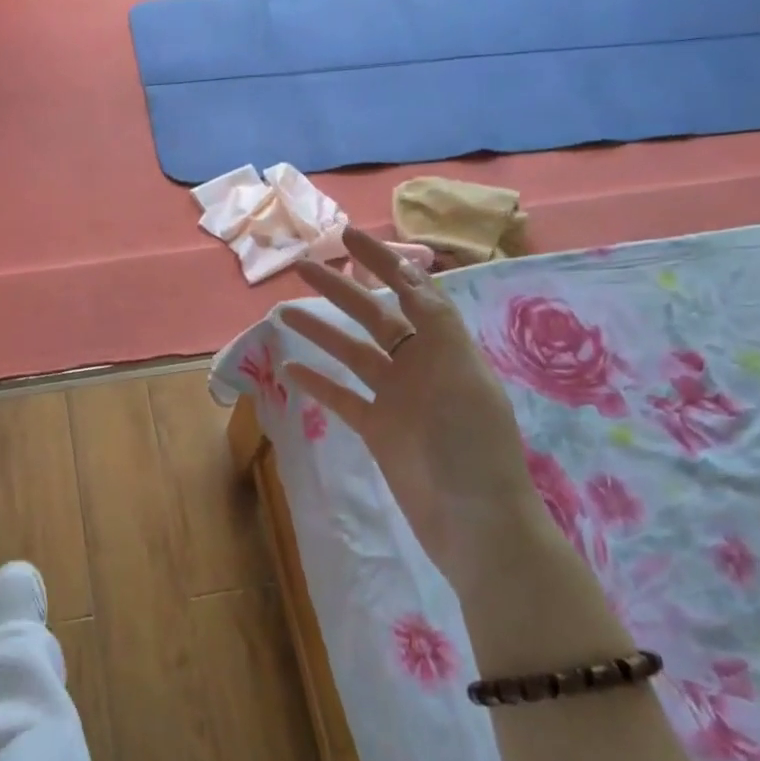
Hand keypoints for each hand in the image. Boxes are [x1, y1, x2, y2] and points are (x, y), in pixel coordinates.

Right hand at [282, 229, 542, 572]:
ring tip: (283, 313)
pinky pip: (342, 398)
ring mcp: (397, 398)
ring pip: (352, 354)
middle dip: (340, 289)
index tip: (348, 237)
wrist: (476, 523)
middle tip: (304, 266)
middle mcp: (419, 365)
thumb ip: (437, 325)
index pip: (411, 290)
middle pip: (374, 316)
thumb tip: (413, 276)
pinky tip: (291, 368)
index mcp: (445, 347)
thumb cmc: (474, 446)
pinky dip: (318, 383)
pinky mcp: (378, 430)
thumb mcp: (463, 375)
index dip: (382, 262)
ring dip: (321, 332)